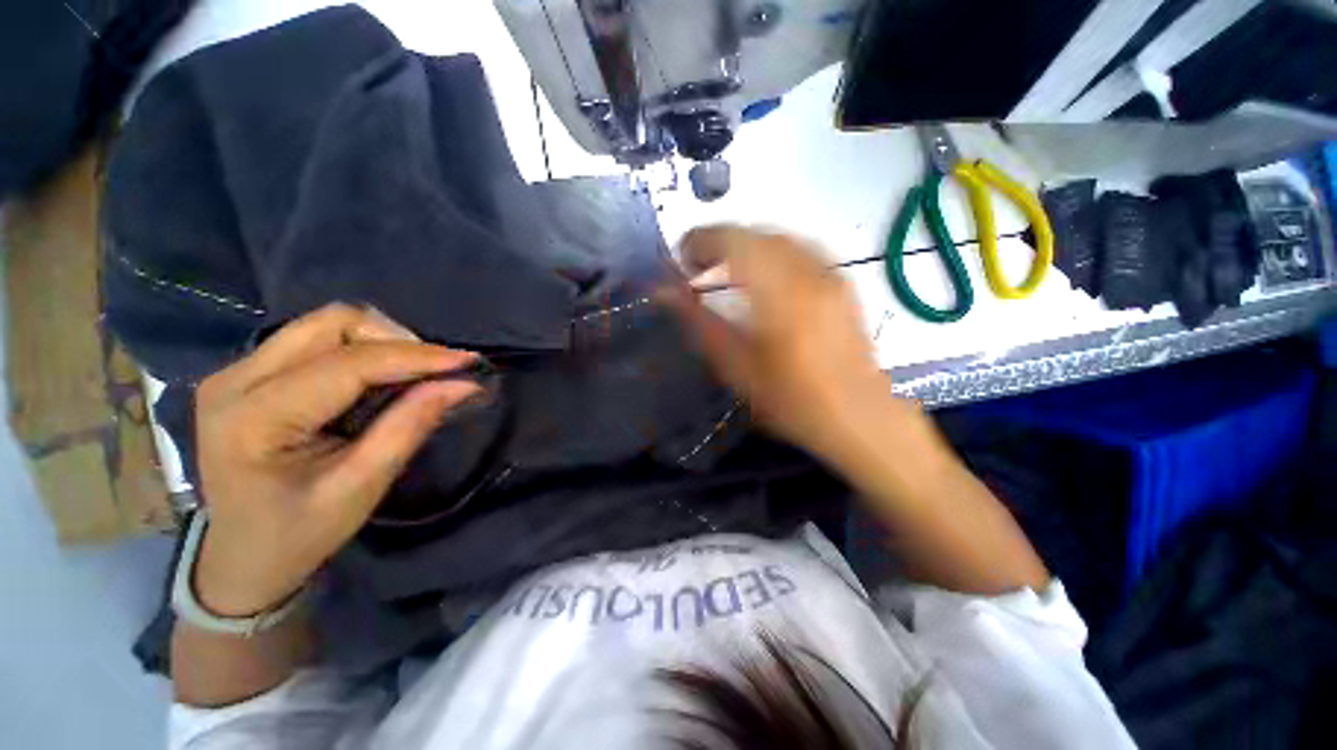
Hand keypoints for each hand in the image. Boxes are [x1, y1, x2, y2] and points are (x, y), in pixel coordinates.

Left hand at [192, 304, 481, 616]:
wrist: (241, 555)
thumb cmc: (299, 533)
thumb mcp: (361, 487)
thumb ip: (409, 427)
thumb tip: (462, 384)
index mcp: (254, 419)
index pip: (348, 364)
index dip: (416, 356)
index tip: (469, 362)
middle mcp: (236, 380)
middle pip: (332, 323)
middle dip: (396, 341)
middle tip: (435, 372)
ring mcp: (237, 371)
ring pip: (326, 324)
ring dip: (381, 342)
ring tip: (413, 375)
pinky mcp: (248, 373)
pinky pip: (317, 339)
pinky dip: (362, 351)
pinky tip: (381, 380)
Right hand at [668, 226, 909, 460]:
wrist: (857, 416)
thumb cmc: (791, 401)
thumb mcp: (736, 368)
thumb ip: (700, 324)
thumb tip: (665, 293)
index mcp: (779, 295)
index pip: (734, 243)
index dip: (701, 241)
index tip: (681, 260)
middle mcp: (808, 273)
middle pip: (757, 234)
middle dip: (721, 242)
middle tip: (698, 267)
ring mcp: (830, 274)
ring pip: (780, 238)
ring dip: (746, 245)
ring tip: (725, 270)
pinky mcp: (842, 282)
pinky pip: (800, 249)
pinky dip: (771, 252)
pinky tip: (763, 276)